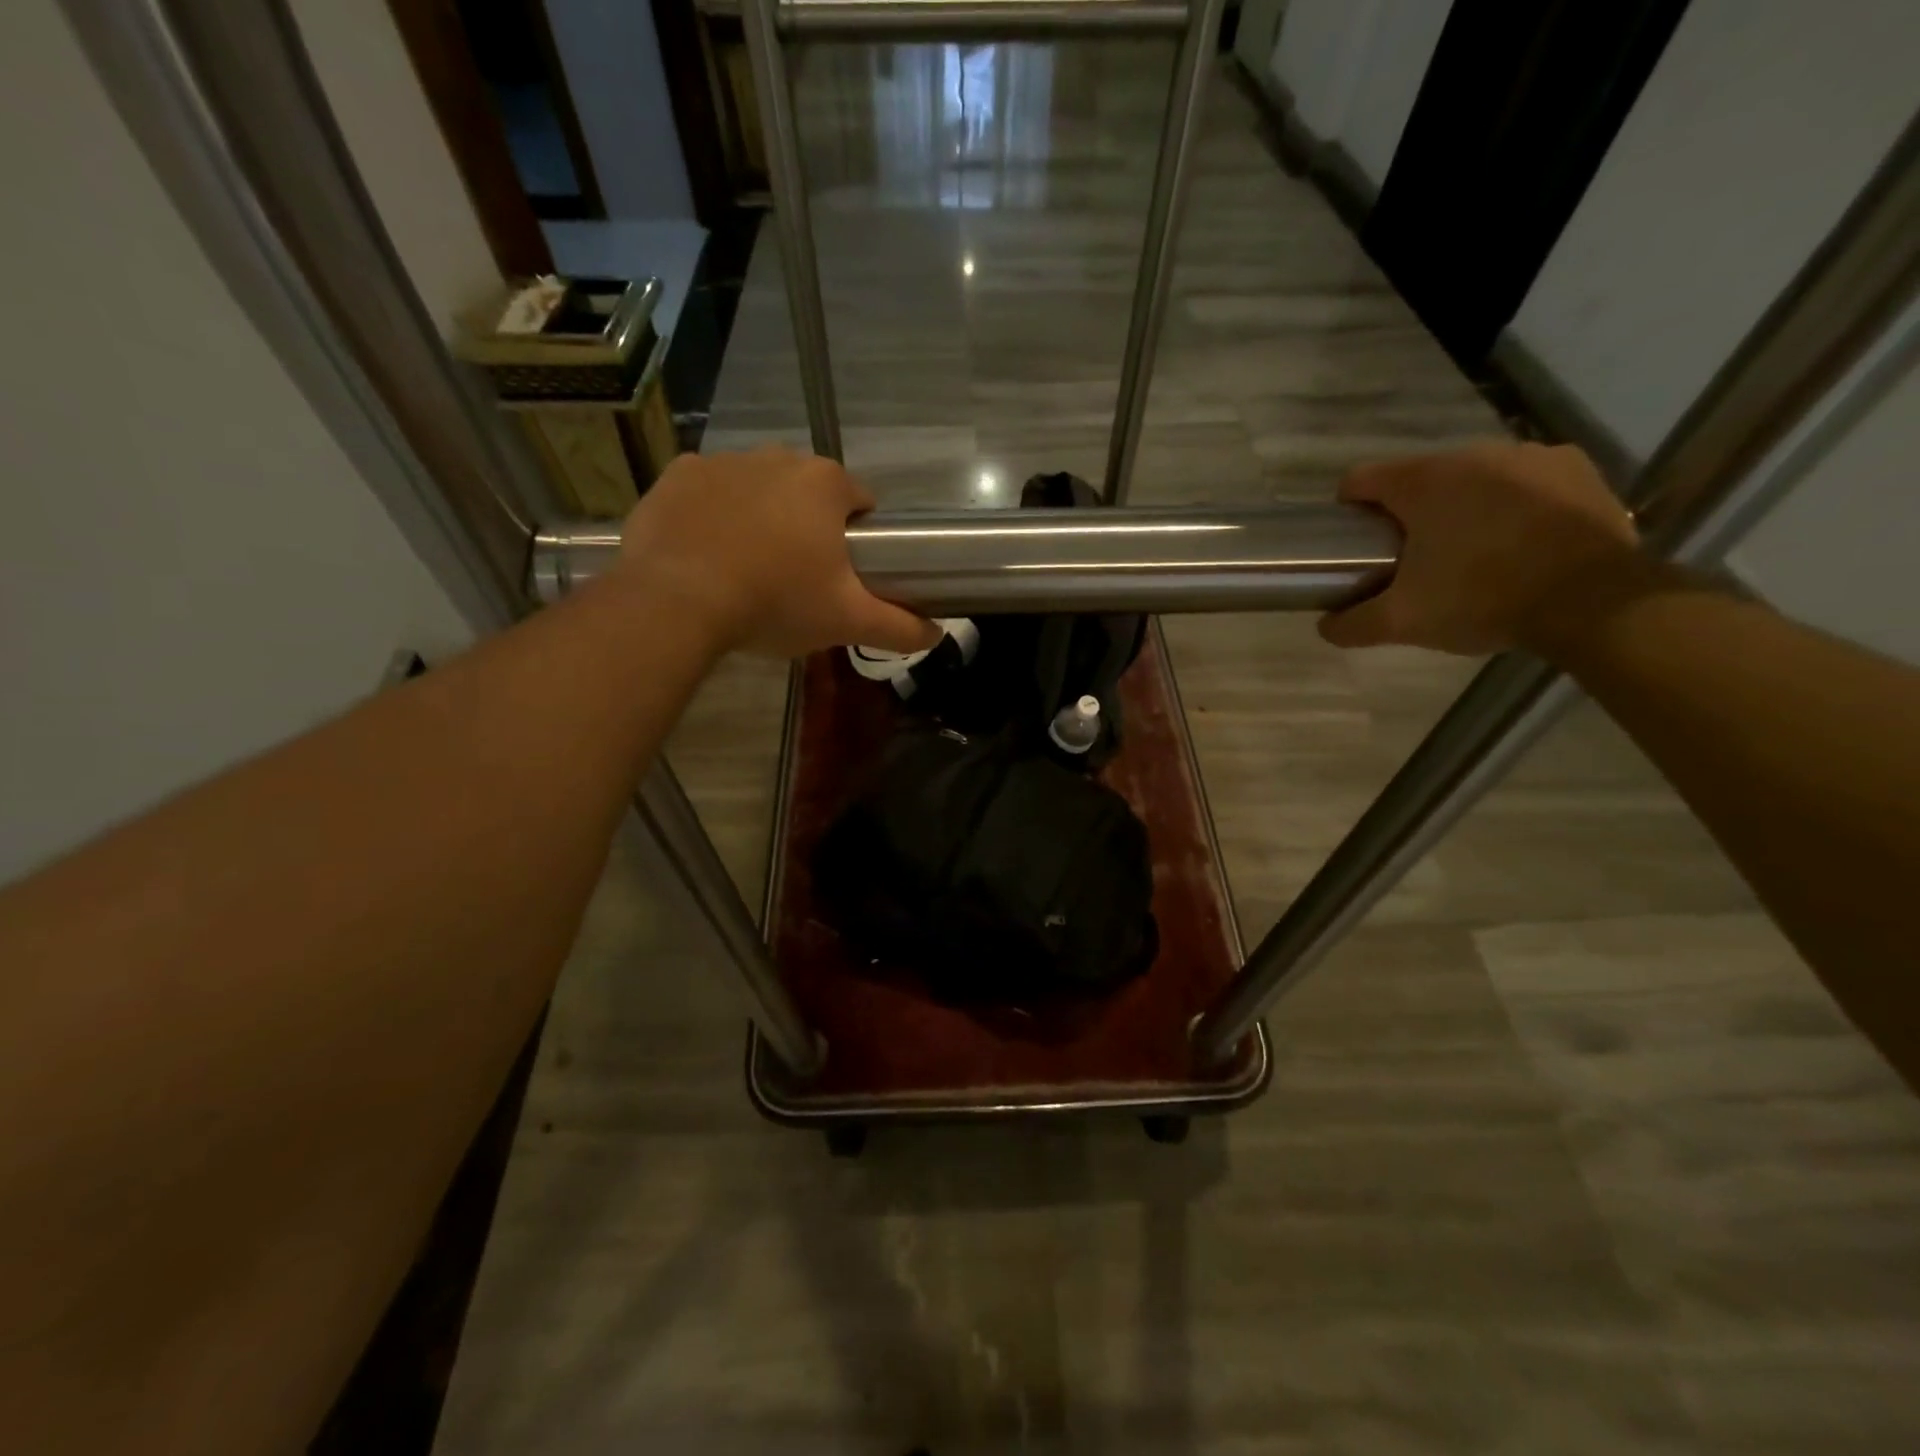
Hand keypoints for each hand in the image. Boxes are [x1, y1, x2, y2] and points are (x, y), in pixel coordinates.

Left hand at [614, 447, 939, 658]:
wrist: (678, 601)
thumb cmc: (776, 602)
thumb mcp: (846, 621)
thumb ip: (899, 627)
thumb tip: (938, 635)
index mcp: (825, 483)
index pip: (861, 504)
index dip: (858, 539)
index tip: (843, 575)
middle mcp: (777, 456)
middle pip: (808, 494)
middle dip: (808, 528)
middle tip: (796, 579)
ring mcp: (723, 460)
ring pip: (758, 490)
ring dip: (761, 519)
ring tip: (747, 570)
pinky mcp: (677, 475)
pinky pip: (708, 493)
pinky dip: (712, 516)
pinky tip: (706, 554)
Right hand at [1318, 441, 1643, 656]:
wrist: (1593, 601)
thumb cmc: (1482, 600)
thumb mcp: (1403, 622)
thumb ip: (1353, 625)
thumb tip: (1325, 627)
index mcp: (1424, 482)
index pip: (1361, 478)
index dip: (1349, 509)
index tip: (1356, 542)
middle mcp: (1473, 454)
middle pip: (1418, 479)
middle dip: (1409, 513)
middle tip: (1413, 559)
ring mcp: (1530, 456)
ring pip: (1473, 478)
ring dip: (1462, 506)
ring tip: (1472, 552)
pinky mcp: (1576, 468)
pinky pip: (1526, 480)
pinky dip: (1514, 503)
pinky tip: (1521, 540)